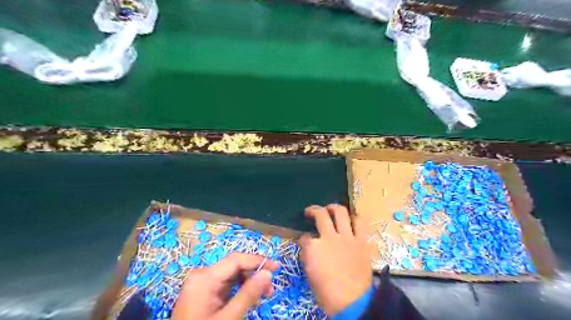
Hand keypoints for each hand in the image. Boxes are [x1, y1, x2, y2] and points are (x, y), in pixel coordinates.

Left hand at [173, 252, 280, 319]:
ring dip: (249, 281)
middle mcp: (202, 275)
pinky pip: (226, 284)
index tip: (276, 267)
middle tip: (271, 289)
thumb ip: (248, 295)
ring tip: (264, 295)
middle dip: (254, 274)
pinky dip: (240, 288)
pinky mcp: (204, 291)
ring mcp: (202, 283)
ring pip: (232, 274)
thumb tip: (268, 273)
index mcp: (205, 277)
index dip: (258, 261)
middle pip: (234, 266)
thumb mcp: (228, 318)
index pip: (236, 260)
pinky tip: (249, 297)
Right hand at [301, 205, 373, 313]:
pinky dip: (355, 218)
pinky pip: (360, 223)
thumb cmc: (326, 292)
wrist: (352, 302)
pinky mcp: (361, 241)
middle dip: (313, 210)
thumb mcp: (310, 273)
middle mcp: (329, 236)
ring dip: (333, 207)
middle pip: (321, 214)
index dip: (303, 238)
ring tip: (330, 209)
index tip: (304, 240)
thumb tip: (308, 245)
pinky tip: (351, 219)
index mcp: (313, 247)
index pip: (305, 236)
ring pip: (340, 212)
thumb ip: (308, 255)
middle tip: (310, 211)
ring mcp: (347, 237)